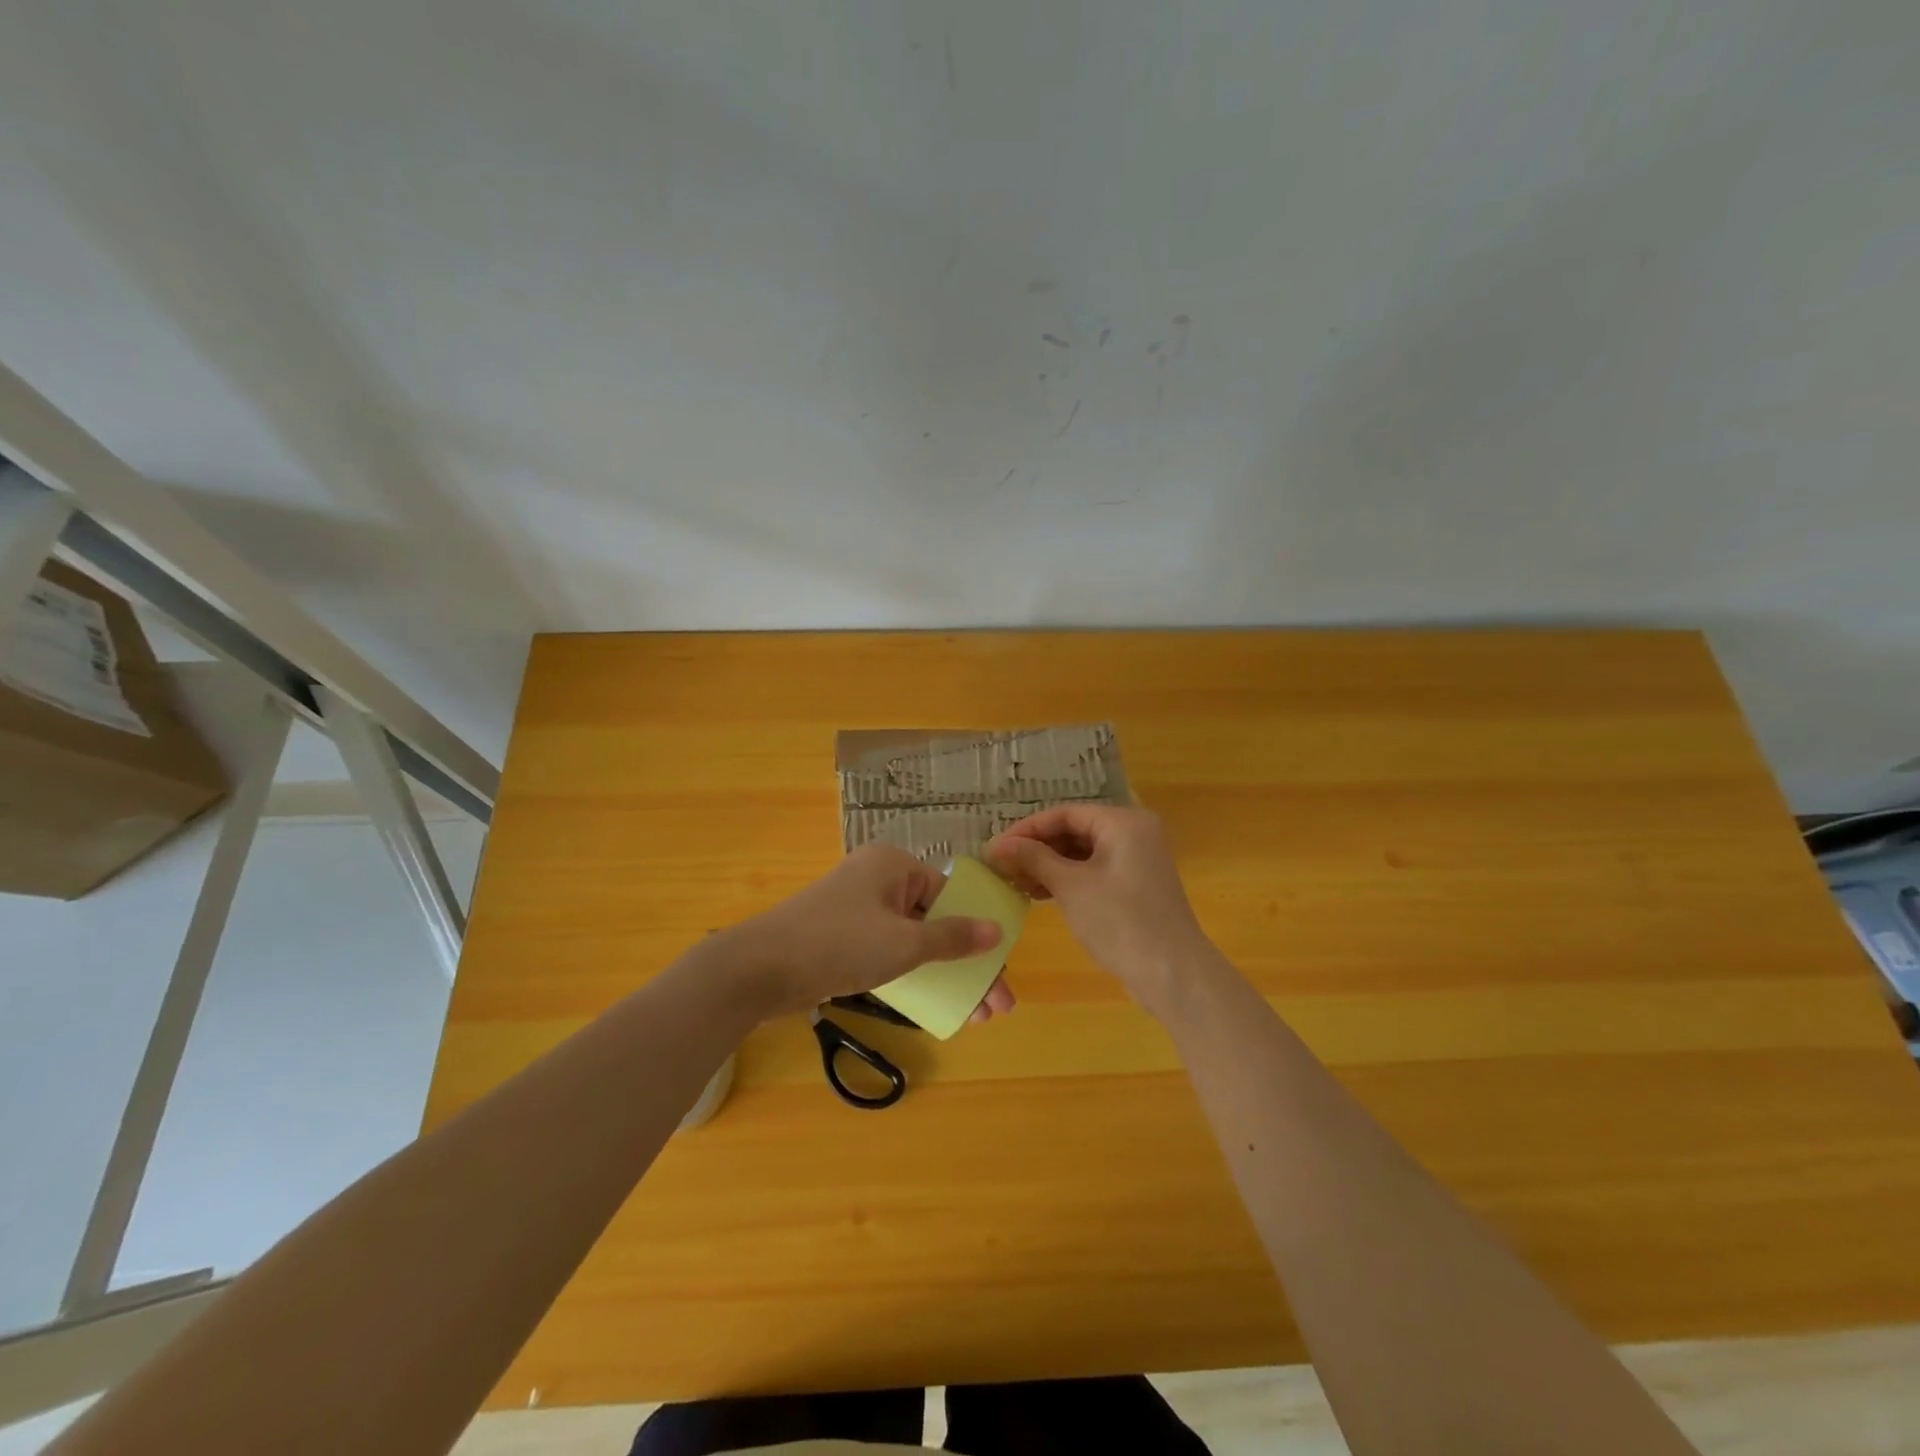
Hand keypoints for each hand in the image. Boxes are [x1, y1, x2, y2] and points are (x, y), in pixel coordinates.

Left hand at [725, 845, 1014, 1021]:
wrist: (758, 968)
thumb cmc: (839, 944)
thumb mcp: (904, 944)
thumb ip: (952, 938)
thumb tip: (996, 930)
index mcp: (894, 865)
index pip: (951, 895)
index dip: (979, 934)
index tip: (999, 973)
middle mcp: (878, 879)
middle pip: (936, 920)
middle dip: (967, 964)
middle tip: (993, 1006)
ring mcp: (857, 908)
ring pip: (913, 939)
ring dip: (943, 974)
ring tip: (972, 1014)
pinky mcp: (841, 936)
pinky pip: (889, 950)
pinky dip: (912, 974)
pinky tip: (932, 1002)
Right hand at [987, 805, 1209, 1010]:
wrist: (1173, 974)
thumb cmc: (1120, 921)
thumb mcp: (1071, 886)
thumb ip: (1034, 859)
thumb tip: (997, 845)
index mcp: (1123, 822)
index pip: (1065, 814)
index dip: (1027, 829)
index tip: (995, 848)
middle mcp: (1134, 832)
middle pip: (1074, 830)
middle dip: (1037, 848)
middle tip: (1002, 866)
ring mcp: (1137, 860)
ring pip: (1082, 853)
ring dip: (1049, 866)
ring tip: (1015, 882)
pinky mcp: (1135, 886)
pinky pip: (1094, 871)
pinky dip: (1067, 880)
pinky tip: (1040, 894)